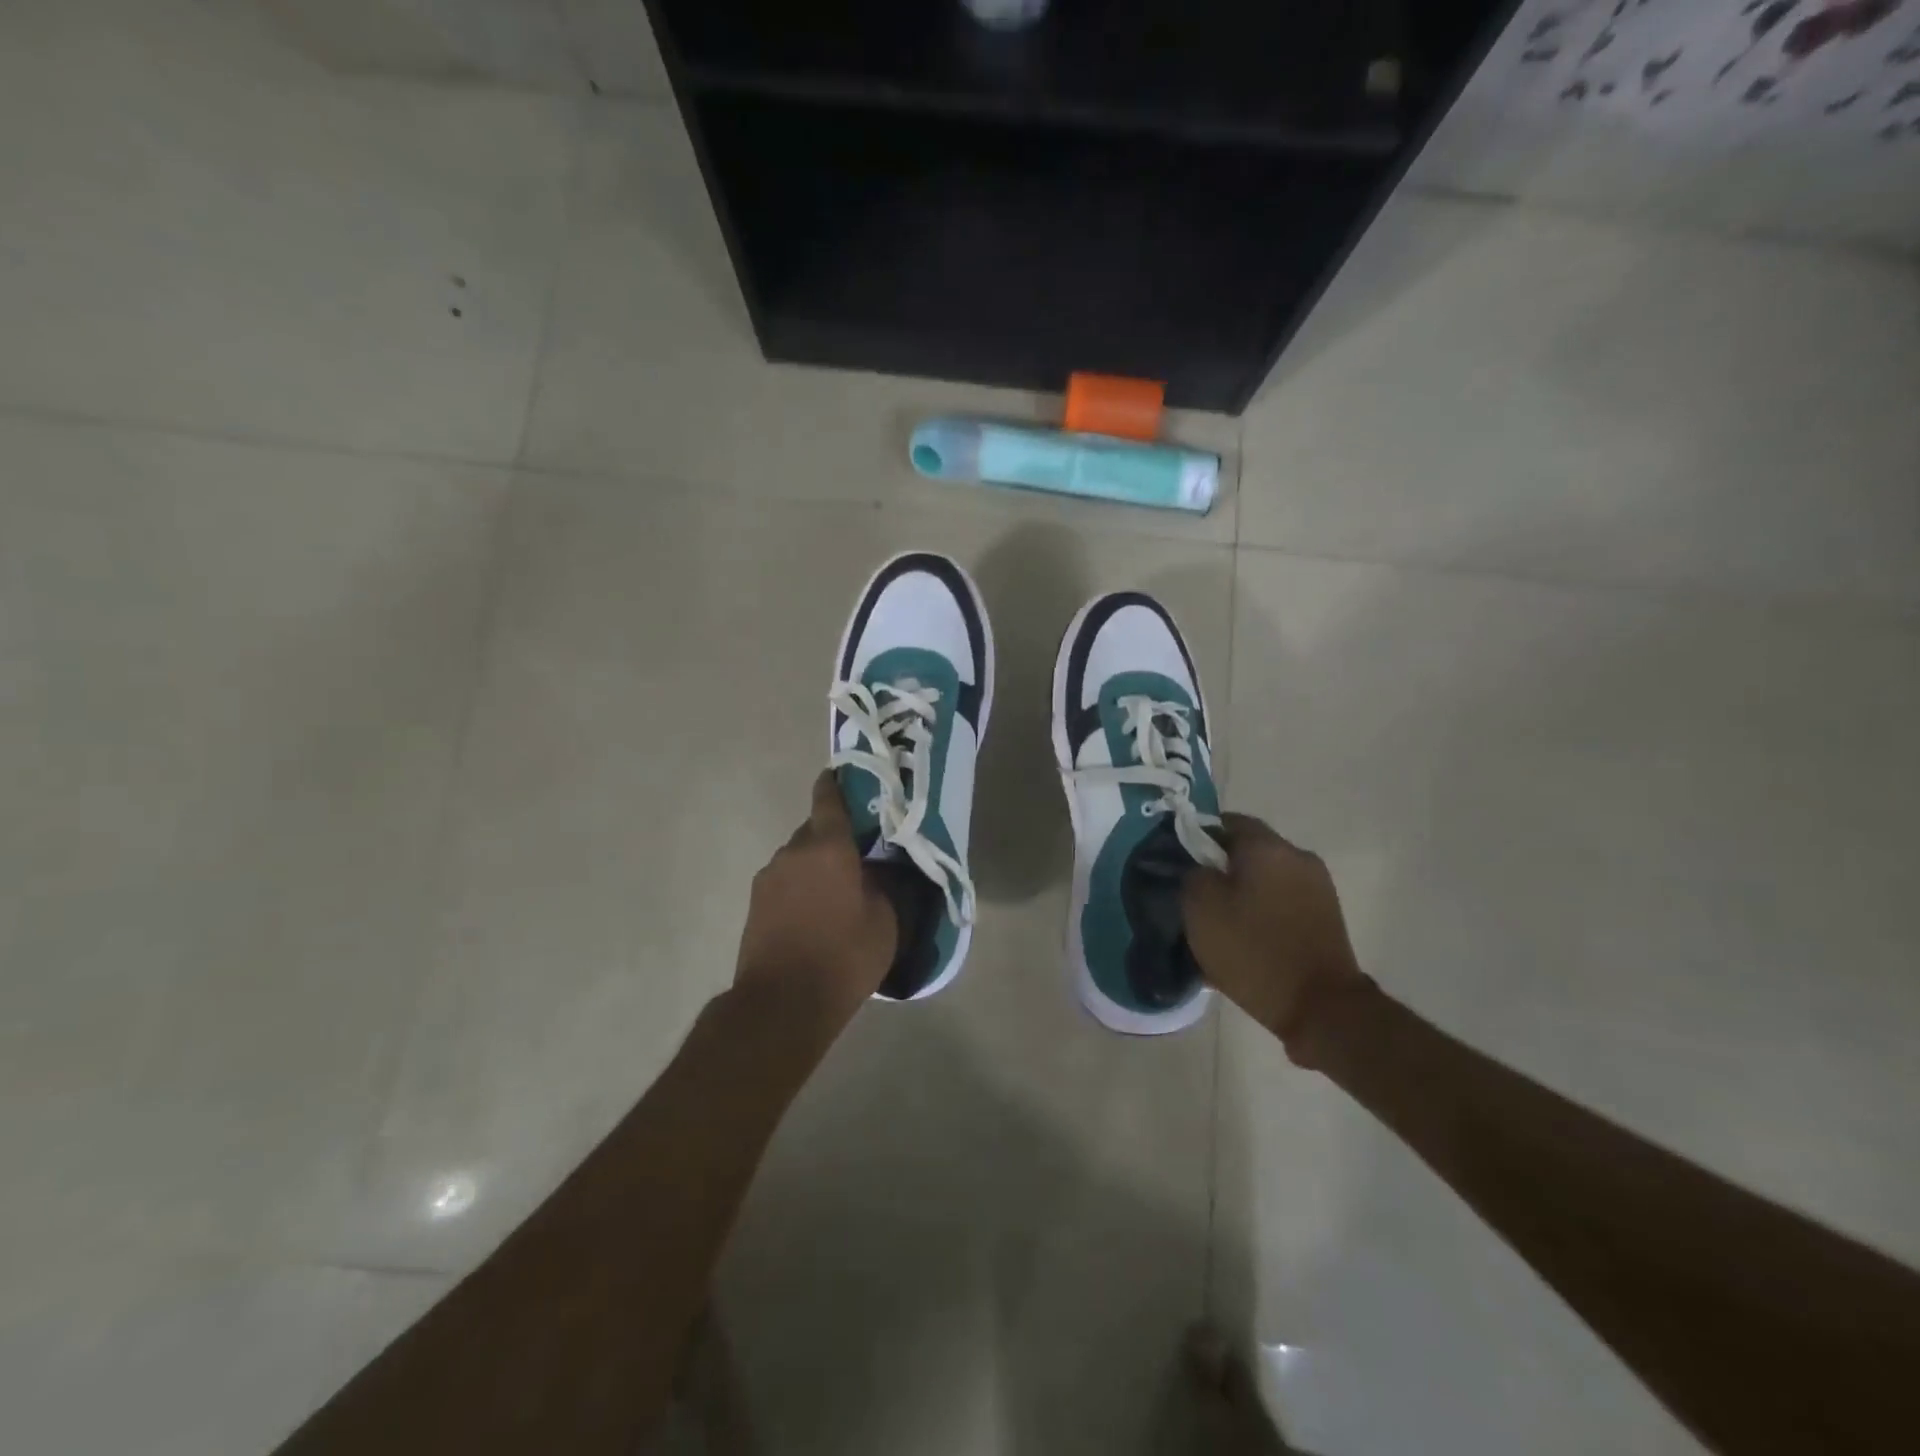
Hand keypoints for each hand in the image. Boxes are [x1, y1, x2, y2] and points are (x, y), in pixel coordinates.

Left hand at [733, 770, 898, 1027]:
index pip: (828, 798)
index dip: (836, 784)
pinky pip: (784, 881)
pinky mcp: (755, 904)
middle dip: (834, 837)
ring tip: (837, 892)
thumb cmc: (843, 957)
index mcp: (828, 846)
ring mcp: (768, 877)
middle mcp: (793, 852)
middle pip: (814, 830)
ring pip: (798, 857)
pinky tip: (814, 914)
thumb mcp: (884, 921)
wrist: (781, 1003)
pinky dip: (800, 887)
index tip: (844, 778)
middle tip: (858, 856)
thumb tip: (877, 869)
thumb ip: (883, 885)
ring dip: (815, 865)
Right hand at [1182, 814, 1369, 1060]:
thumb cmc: (1253, 950)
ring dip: (1244, 889)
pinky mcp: (1327, 916)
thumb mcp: (1200, 908)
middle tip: (1196, 893)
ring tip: (1221, 919)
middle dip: (1221, 866)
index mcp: (1267, 847)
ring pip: (1267, 876)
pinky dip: (1263, 909)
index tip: (1181, 862)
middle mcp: (1298, 857)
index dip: (1198, 836)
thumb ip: (1192, 873)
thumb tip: (1198, 865)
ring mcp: (1318, 887)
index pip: (1227, 821)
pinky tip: (1247, 935)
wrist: (1320, 1007)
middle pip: (1249, 849)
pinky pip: (1284, 900)